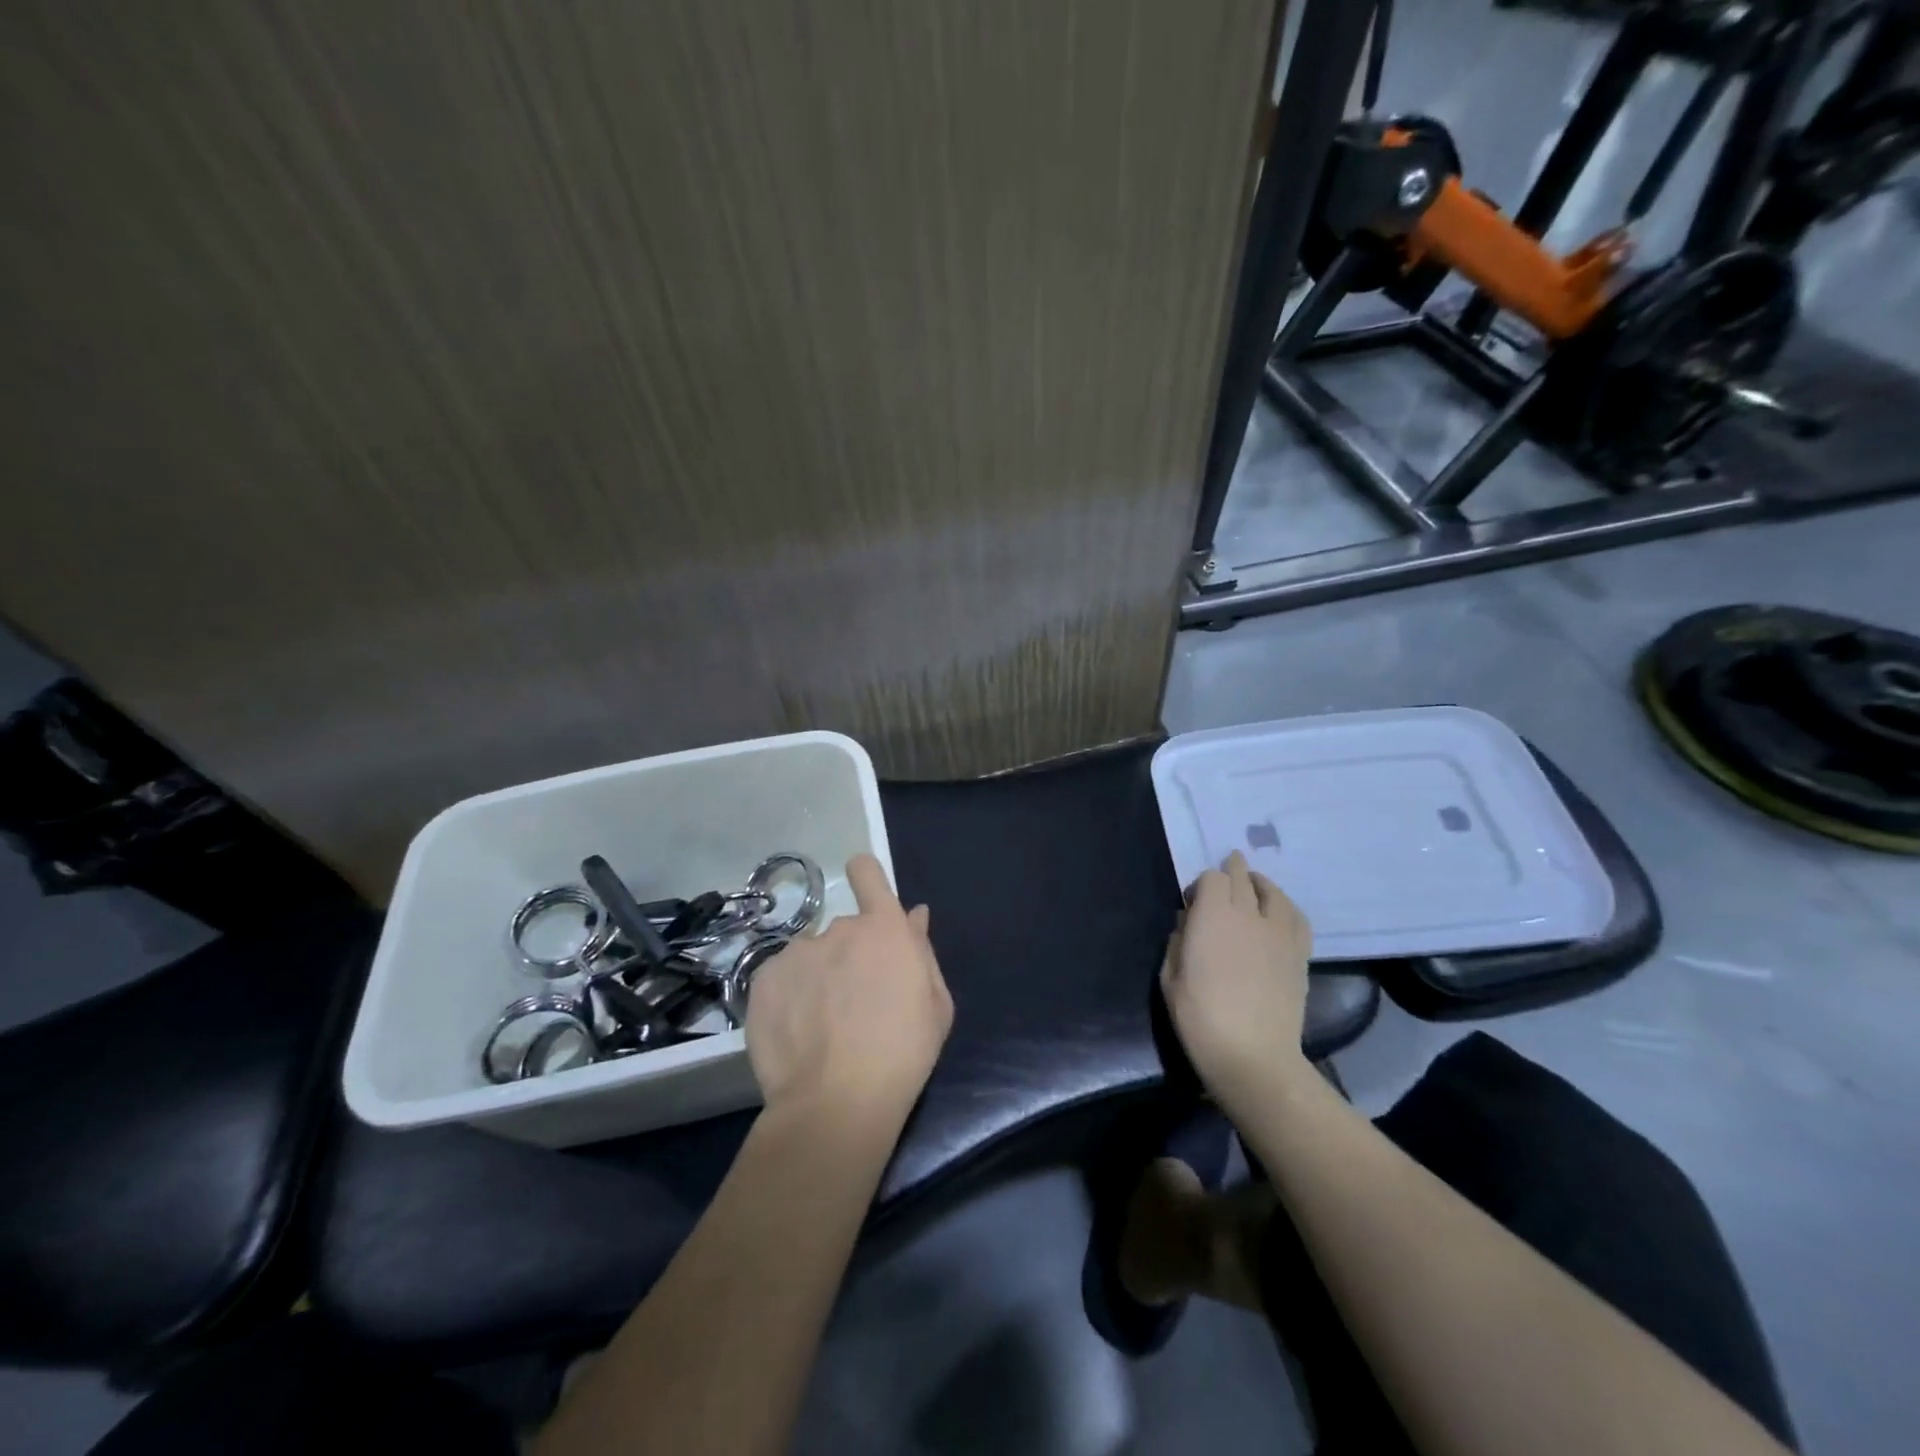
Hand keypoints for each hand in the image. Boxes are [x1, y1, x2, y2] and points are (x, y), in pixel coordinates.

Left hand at [745, 853, 952, 1123]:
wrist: (836, 1102)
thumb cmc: (903, 1053)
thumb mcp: (935, 1004)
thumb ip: (922, 951)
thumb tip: (914, 915)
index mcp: (884, 929)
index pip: (867, 873)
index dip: (865, 877)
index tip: (865, 893)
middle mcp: (838, 928)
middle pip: (844, 929)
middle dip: (850, 955)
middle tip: (854, 1003)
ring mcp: (797, 951)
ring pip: (811, 955)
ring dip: (818, 976)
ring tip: (821, 1025)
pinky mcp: (763, 978)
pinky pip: (782, 977)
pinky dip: (789, 996)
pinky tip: (796, 1032)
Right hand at [1161, 851, 1312, 1107]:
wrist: (1253, 1055)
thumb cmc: (1200, 1018)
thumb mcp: (1170, 978)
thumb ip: (1177, 942)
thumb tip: (1188, 924)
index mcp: (1212, 916)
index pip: (1212, 878)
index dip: (1202, 884)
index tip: (1193, 902)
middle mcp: (1247, 914)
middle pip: (1242, 877)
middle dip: (1232, 869)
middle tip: (1226, 871)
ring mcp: (1278, 933)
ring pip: (1273, 892)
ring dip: (1260, 884)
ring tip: (1253, 885)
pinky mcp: (1299, 953)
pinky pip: (1296, 917)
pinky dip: (1286, 907)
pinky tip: (1279, 912)